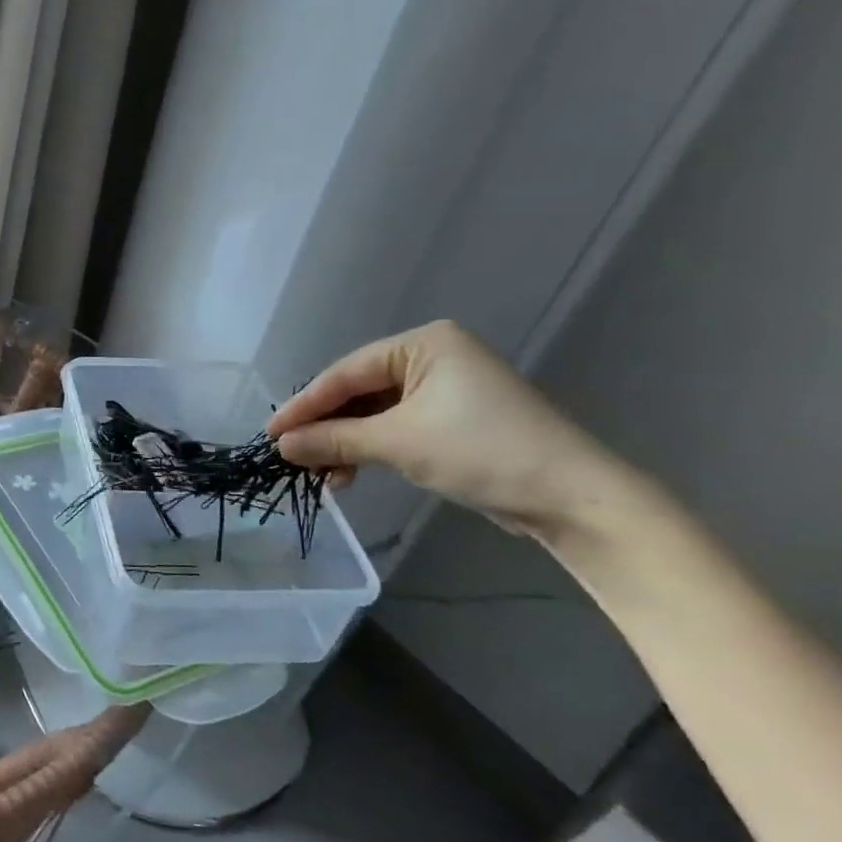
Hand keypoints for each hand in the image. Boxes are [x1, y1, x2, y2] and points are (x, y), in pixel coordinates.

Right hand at [266, 321, 628, 537]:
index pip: (346, 372)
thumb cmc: (481, 452)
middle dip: (325, 427)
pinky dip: (371, 450)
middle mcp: (433, 357)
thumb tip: (280, 446)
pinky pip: (396, 428)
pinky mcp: (454, 421)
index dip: (304, 405)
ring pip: (374, 413)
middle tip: (290, 454)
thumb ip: (333, 440)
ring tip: (320, 474)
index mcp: (423, 344)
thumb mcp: (397, 443)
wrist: (572, 498)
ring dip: (345, 443)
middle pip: (358, 391)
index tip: (270, 433)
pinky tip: (349, 475)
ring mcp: (445, 389)